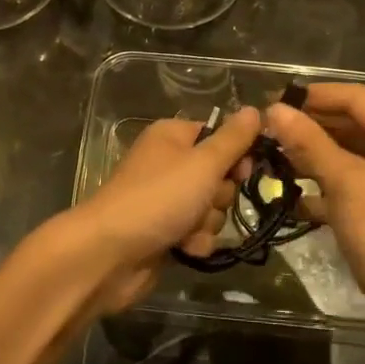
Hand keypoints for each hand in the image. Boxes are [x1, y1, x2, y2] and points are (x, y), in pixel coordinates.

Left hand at [57, 107, 260, 314]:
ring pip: (212, 208)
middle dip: (219, 195)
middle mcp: (169, 163)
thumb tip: (254, 110)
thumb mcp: (202, 163)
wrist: (110, 253)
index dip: (236, 155)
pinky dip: (195, 242)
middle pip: (219, 176)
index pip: (219, 136)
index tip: (243, 171)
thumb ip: (233, 139)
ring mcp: (166, 199)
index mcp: (173, 136)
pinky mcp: (165, 232)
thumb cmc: (158, 197)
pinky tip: (183, 248)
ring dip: (207, 222)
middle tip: (206, 200)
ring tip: (187, 229)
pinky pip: (198, 233)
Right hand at [266, 85, 364, 363]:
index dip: (315, 95)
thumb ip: (310, 143)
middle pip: (353, 125)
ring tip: (272, 158)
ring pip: (349, 157)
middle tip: (267, 130)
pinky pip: (351, 187)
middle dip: (311, 126)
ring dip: (313, 156)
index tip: (273, 99)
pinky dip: (324, 187)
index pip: (358, 98)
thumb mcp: (347, 185)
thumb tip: (275, 108)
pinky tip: (292, 196)